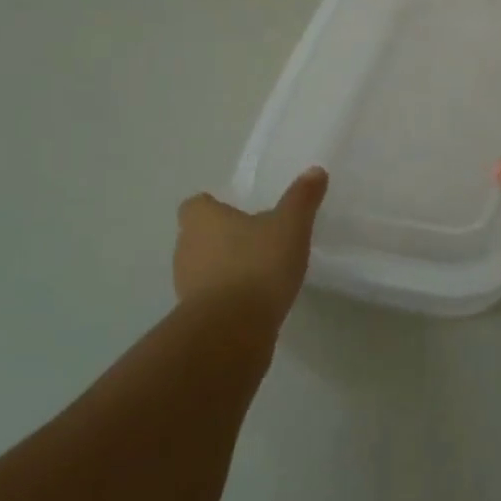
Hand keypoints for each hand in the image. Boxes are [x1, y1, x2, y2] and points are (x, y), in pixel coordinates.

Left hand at [173, 168, 328, 323]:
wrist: (233, 329)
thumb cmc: (257, 264)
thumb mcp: (290, 225)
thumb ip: (302, 198)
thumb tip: (315, 170)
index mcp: (201, 219)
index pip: (196, 205)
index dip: (214, 206)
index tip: (238, 211)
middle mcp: (186, 248)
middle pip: (198, 236)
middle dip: (223, 237)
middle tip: (256, 238)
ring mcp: (186, 285)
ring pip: (204, 267)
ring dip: (225, 268)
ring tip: (260, 270)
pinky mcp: (195, 317)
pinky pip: (212, 297)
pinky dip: (229, 296)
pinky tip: (256, 300)